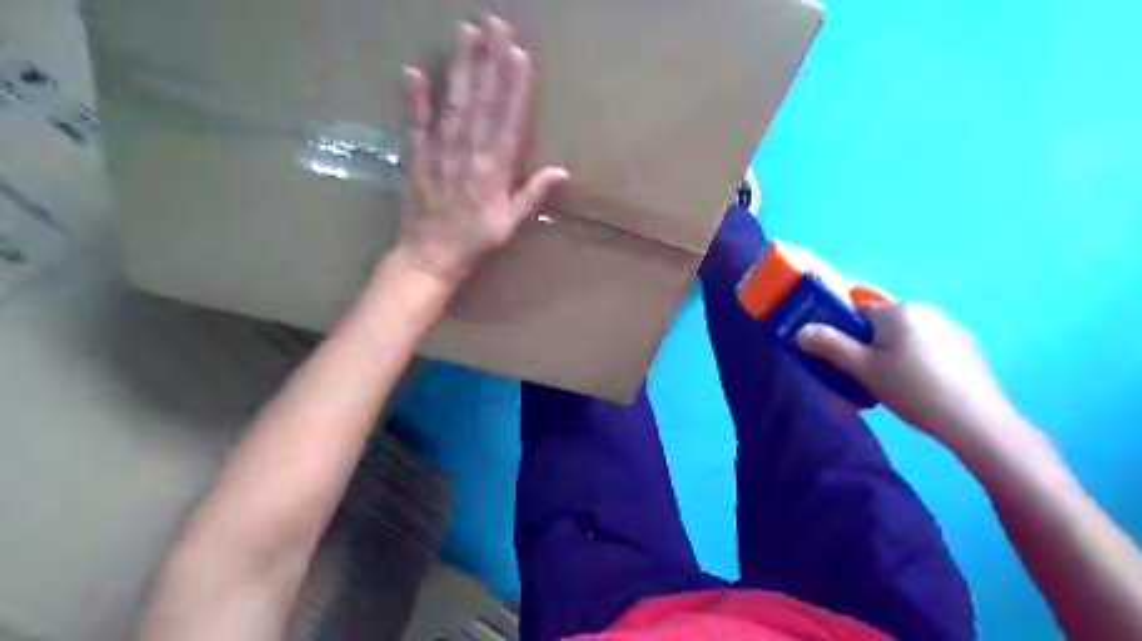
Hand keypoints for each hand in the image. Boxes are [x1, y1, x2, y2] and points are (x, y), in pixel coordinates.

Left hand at [395, 15, 568, 286]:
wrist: (430, 256)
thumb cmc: (475, 241)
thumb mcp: (511, 223)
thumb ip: (533, 194)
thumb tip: (563, 171)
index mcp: (494, 170)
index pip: (507, 119)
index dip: (514, 86)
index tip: (519, 53)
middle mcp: (468, 154)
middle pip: (481, 101)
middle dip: (489, 61)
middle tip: (494, 23)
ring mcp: (439, 152)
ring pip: (452, 103)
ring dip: (460, 67)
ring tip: (466, 31)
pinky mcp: (416, 156)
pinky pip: (416, 123)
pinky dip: (415, 98)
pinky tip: (414, 70)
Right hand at [797, 303, 1021, 450]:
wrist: (976, 421)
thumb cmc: (912, 389)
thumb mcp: (863, 369)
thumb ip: (830, 346)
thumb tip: (801, 330)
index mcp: (897, 311)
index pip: (857, 309)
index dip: (843, 330)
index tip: (841, 356)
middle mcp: (924, 310)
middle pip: (881, 322)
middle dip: (867, 344)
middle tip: (863, 375)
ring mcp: (949, 327)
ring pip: (905, 335)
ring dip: (892, 351)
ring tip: (893, 384)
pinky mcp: (966, 346)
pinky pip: (927, 345)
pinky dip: (916, 358)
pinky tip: (920, 385)